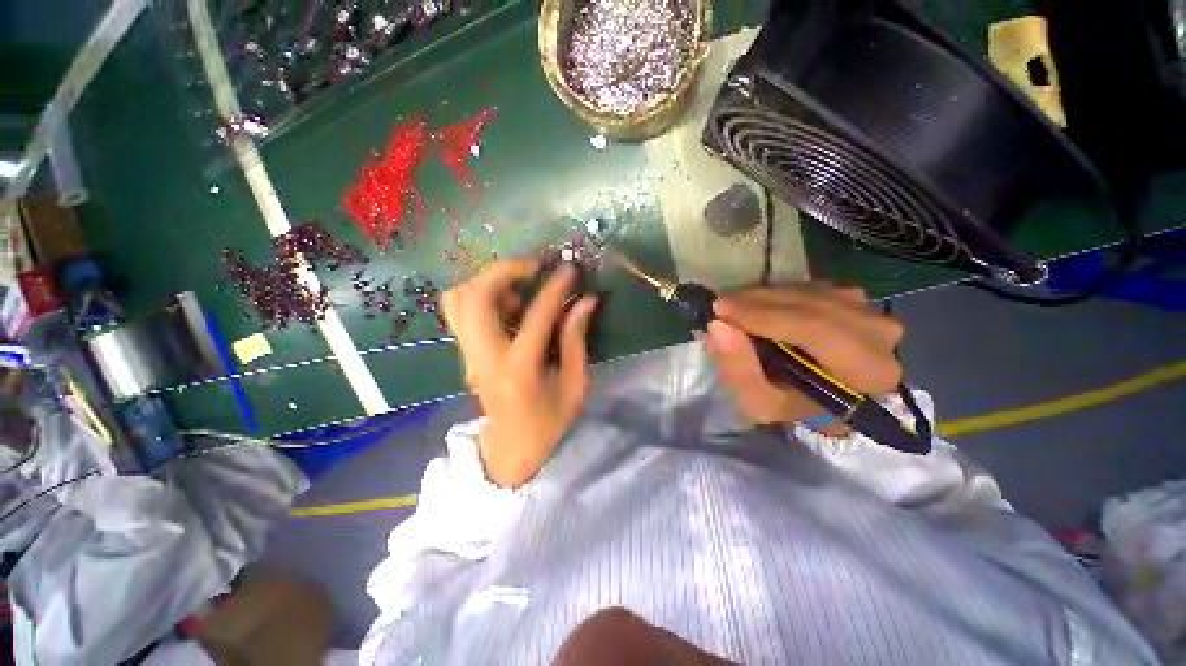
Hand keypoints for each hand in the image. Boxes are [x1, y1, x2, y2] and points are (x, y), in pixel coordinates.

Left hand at [441, 258, 597, 486]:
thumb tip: (586, 301)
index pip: (536, 316)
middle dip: (505, 270)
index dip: (554, 288)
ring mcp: (468, 354)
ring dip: (489, 281)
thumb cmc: (549, 421)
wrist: (510, 447)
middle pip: (476, 297)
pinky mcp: (464, 353)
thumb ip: (576, 340)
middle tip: (535, 267)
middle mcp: (485, 357)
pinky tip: (507, 303)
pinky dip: (480, 294)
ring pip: (459, 298)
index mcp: (519, 370)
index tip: (569, 269)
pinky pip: (460, 310)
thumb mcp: (574, 385)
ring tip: (520, 286)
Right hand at [705, 284, 903, 431]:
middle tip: (721, 305)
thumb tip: (719, 326)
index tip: (720, 309)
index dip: (764, 315)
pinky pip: (811, 287)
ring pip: (810, 291)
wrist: (816, 396)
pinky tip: (758, 305)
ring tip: (735, 306)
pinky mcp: (855, 299)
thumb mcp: (759, 402)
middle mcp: (881, 335)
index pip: (816, 329)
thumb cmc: (790, 403)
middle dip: (759, 301)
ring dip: (766, 296)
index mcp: (868, 371)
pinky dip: (779, 292)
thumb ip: (739, 370)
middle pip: (814, 305)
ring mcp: (870, 310)